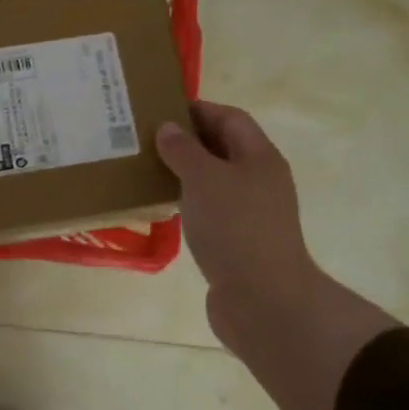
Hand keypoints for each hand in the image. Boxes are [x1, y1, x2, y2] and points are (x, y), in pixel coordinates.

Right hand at [154, 102, 321, 356]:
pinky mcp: (237, 242)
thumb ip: (183, 150)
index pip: (230, 118)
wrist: (263, 299)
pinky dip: (187, 203)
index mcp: (259, 157)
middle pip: (222, 148)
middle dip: (187, 141)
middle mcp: (259, 181)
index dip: (198, 110)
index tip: (160, 109)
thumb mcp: (204, 178)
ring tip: (146, 169)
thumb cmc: (235, 227)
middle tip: (145, 138)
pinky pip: (209, 211)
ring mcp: (250, 214)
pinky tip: (162, 208)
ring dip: (184, 173)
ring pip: (213, 181)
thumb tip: (168, 127)